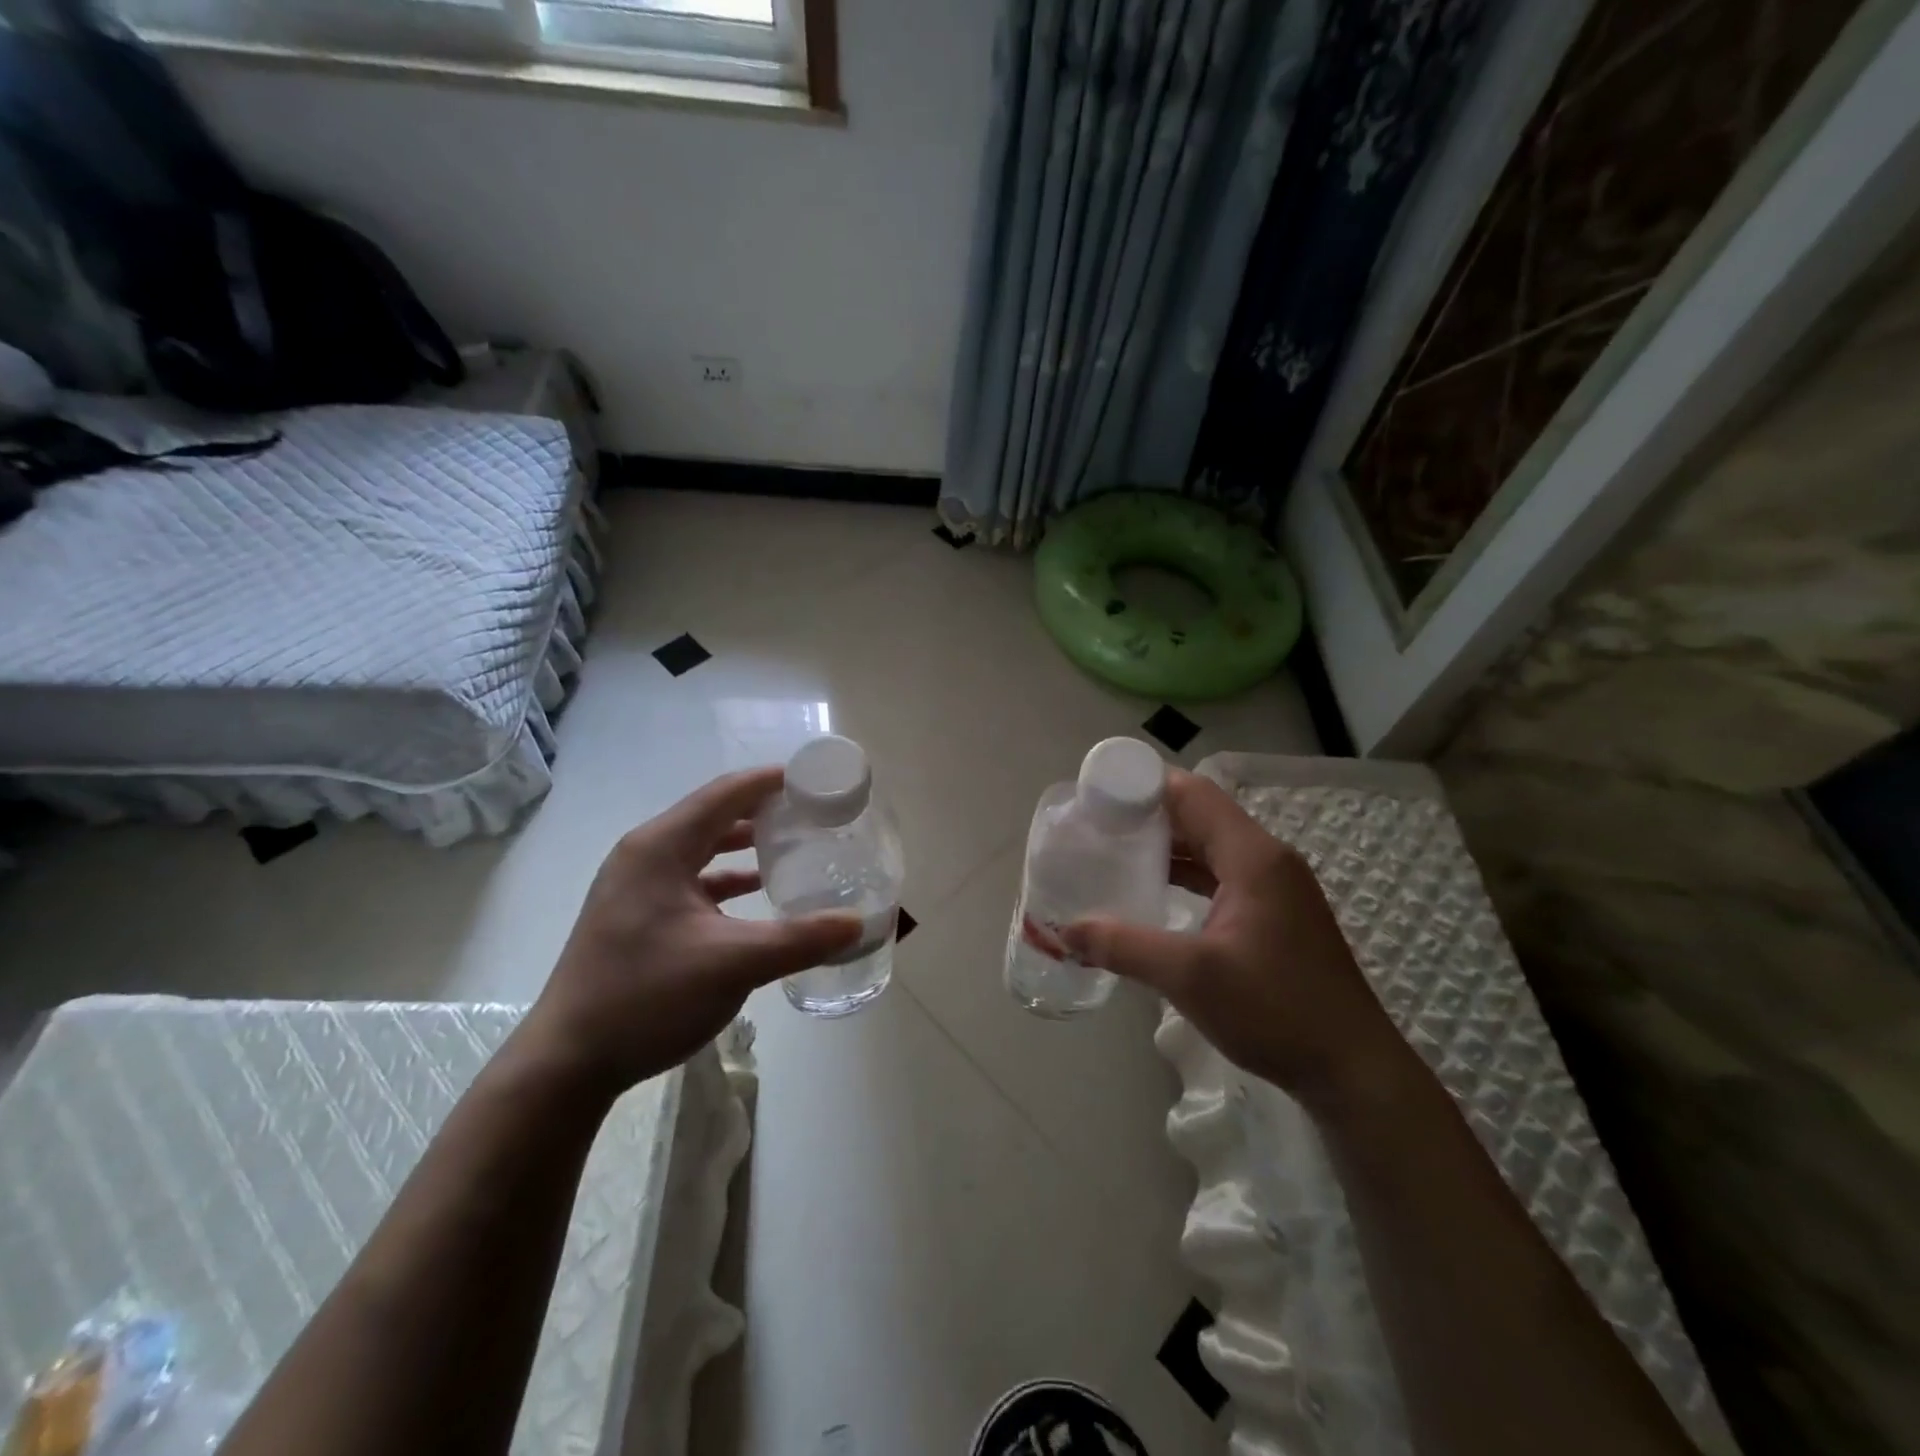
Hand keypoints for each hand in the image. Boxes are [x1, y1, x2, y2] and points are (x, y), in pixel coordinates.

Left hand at [522, 768, 862, 1094]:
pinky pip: (692, 879)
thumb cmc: (646, 997)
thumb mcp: (733, 965)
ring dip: (746, 844)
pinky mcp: (637, 914)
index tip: (817, 781)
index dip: (773, 781)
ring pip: (702, 848)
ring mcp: (637, 885)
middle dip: (765, 810)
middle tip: (814, 814)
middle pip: (714, 814)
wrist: (567, 1062)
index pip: (727, 793)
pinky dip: (727, 878)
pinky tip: (758, 893)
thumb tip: (858, 922)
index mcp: (661, 847)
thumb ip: (800, 939)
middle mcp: (646, 854)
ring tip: (795, 845)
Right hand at [1062, 769, 1415, 1114]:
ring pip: (1210, 846)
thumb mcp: (1190, 976)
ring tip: (1114, 852)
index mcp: (1253, 856)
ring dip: (1166, 846)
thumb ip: (1124, 945)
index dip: (1144, 787)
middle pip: (1200, 815)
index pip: (1193, 795)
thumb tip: (1065, 930)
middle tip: (1096, 825)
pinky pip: (1221, 874)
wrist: (1352, 1069)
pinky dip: (1186, 874)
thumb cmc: (1276, 1010)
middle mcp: (1267, 859)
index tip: (1097, 796)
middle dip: (1148, 815)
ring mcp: (1275, 887)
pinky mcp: (1275, 913)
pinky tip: (1153, 890)